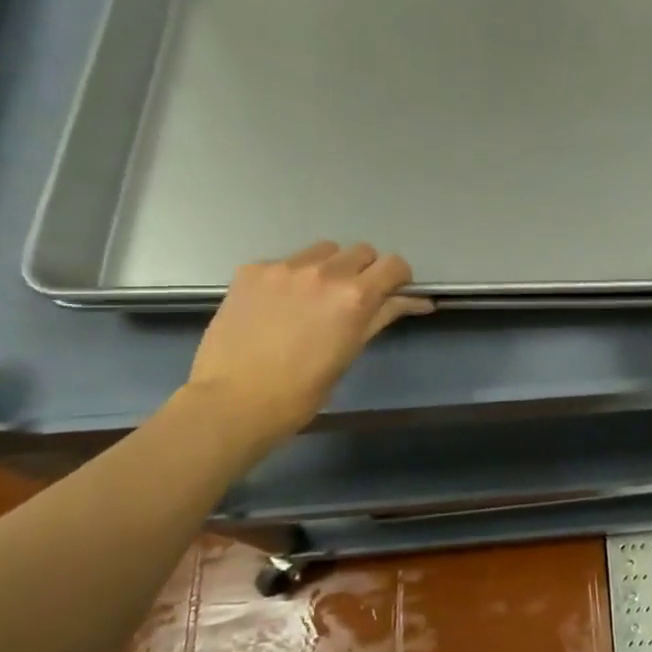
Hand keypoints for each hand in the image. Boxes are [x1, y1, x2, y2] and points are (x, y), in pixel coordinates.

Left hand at [184, 242, 432, 452]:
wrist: (233, 401)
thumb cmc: (302, 391)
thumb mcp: (351, 352)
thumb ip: (381, 316)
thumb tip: (418, 301)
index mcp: (355, 296)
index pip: (394, 265)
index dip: (398, 278)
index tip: (390, 294)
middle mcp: (324, 272)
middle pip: (361, 251)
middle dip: (364, 271)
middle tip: (350, 300)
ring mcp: (285, 267)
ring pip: (323, 250)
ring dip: (329, 267)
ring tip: (312, 298)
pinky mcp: (252, 270)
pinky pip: (285, 262)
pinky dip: (290, 278)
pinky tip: (276, 306)